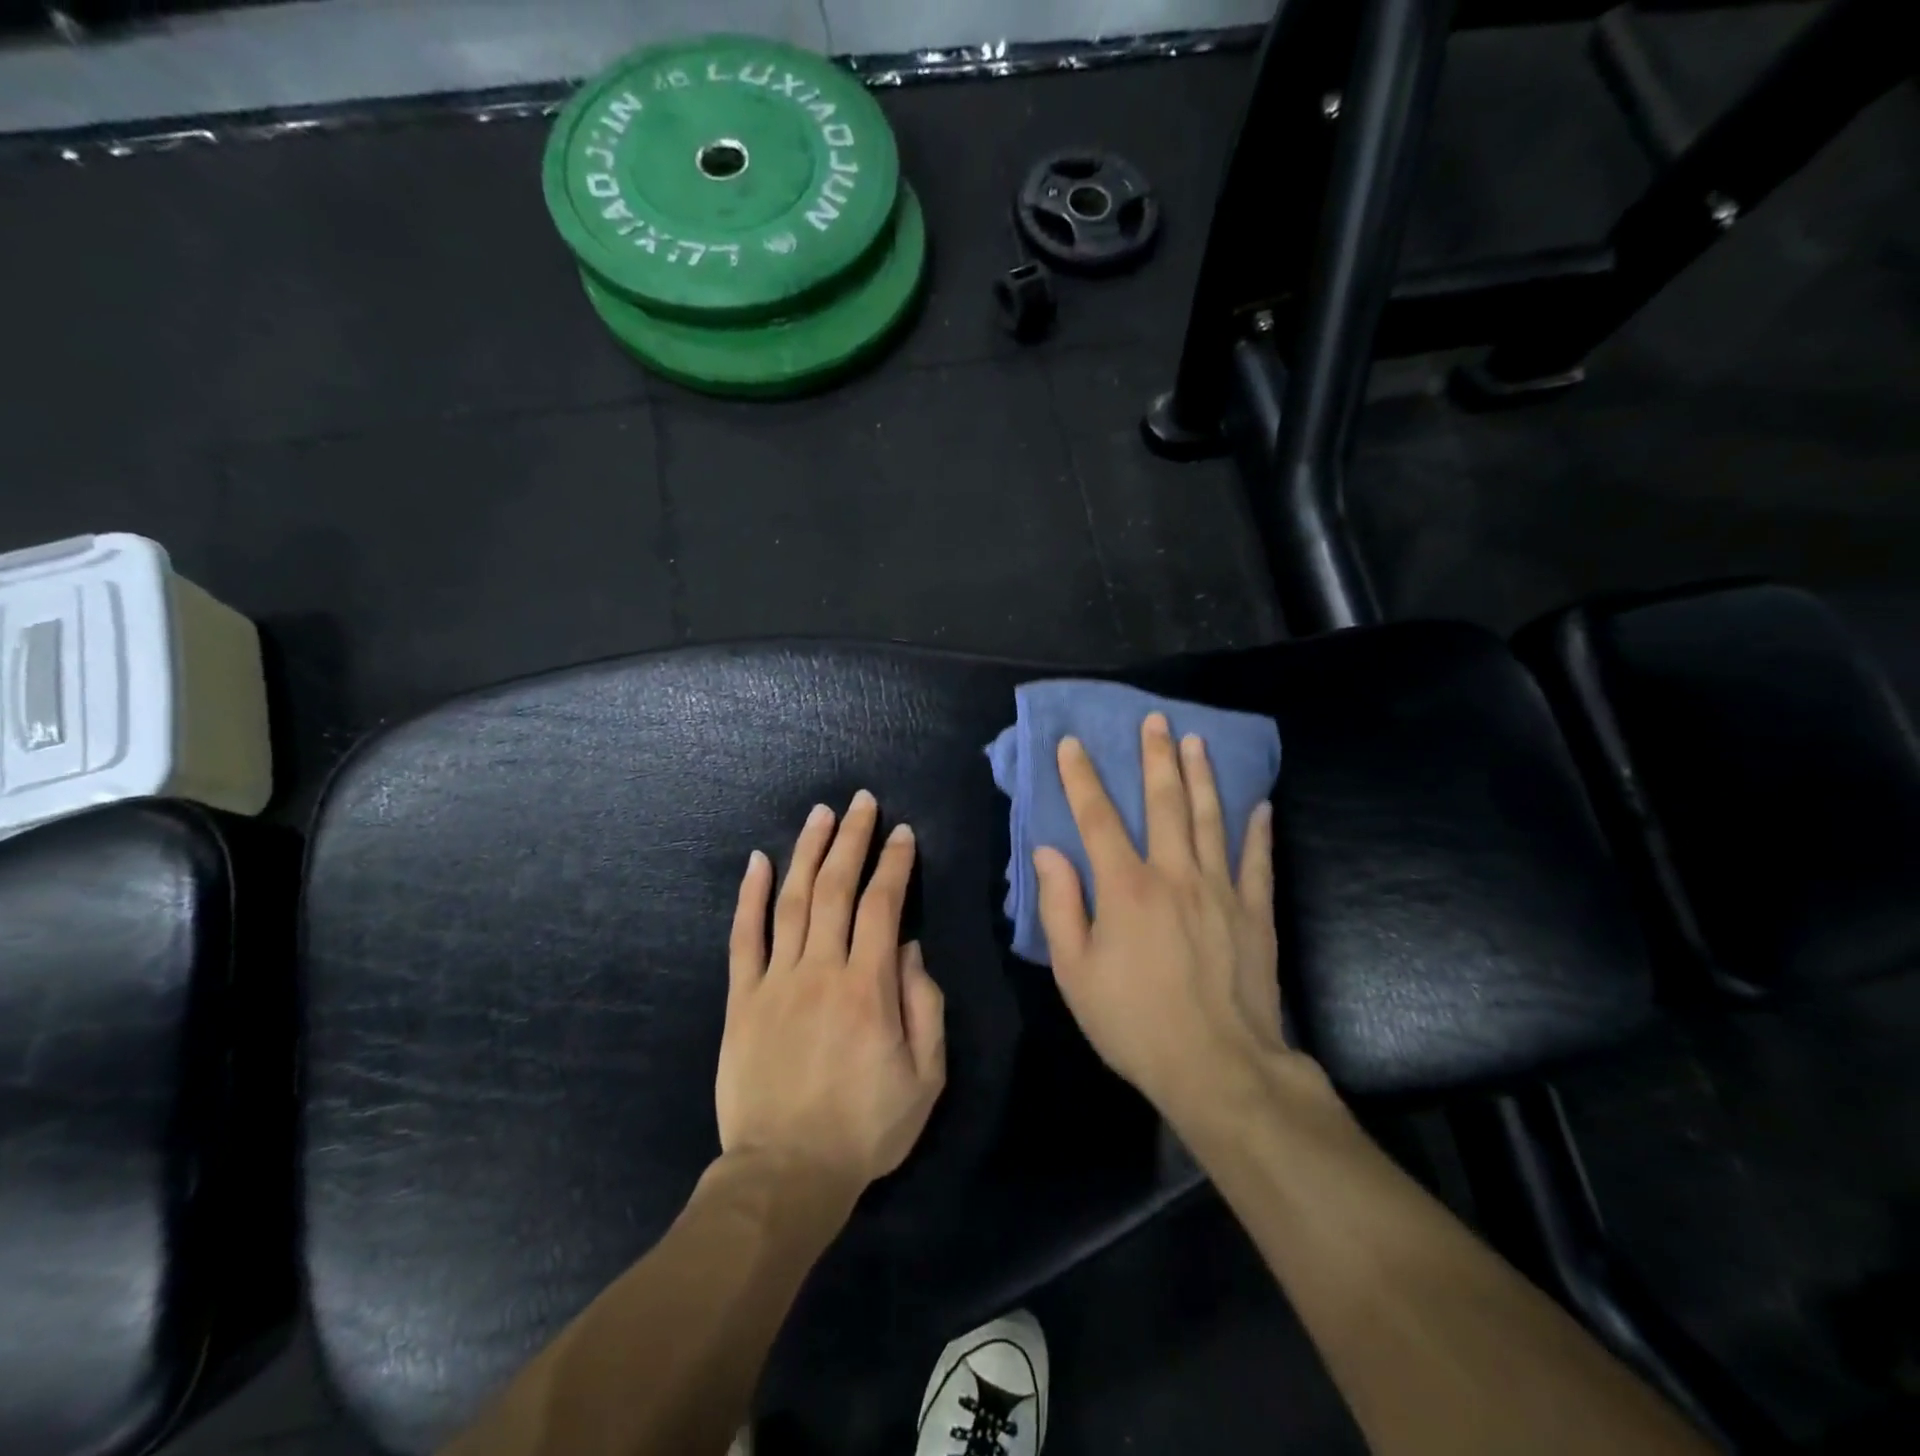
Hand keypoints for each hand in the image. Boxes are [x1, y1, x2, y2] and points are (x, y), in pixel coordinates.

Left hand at [719, 791, 946, 1197]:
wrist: (784, 1174)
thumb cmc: (865, 1127)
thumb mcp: (925, 1077)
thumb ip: (924, 1006)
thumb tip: (911, 949)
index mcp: (868, 987)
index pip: (883, 905)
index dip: (894, 864)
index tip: (903, 834)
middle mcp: (821, 969)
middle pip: (835, 888)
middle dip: (852, 839)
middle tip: (862, 802)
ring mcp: (775, 980)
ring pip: (791, 900)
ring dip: (807, 851)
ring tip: (820, 814)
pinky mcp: (741, 999)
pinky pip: (743, 937)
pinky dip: (749, 895)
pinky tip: (757, 860)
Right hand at [1033, 713, 1292, 1122]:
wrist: (1218, 1068)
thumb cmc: (1134, 1022)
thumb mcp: (1075, 973)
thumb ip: (1060, 906)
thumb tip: (1048, 851)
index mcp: (1125, 888)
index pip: (1097, 818)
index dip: (1081, 777)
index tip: (1073, 743)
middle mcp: (1174, 874)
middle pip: (1164, 803)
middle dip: (1156, 758)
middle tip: (1156, 719)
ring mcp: (1220, 890)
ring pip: (1210, 819)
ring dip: (1201, 777)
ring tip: (1196, 741)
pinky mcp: (1255, 912)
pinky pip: (1257, 860)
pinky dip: (1257, 830)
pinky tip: (1259, 804)